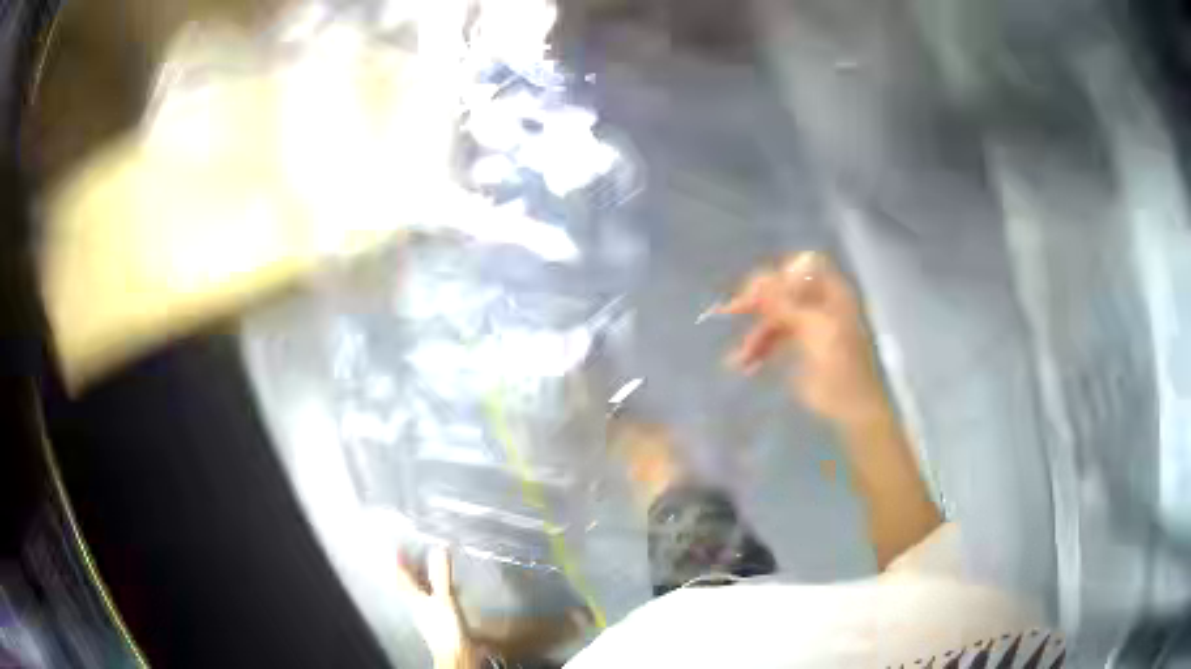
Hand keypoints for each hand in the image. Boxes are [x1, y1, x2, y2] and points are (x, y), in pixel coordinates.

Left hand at [397, 548, 475, 668]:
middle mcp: (418, 604)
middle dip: (411, 570)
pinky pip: (435, 601)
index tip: (399, 549)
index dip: (400, 562)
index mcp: (414, 597)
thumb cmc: (446, 627)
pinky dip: (439, 591)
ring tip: (430, 569)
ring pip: (422, 592)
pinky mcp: (440, 621)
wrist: (456, 653)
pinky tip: (448, 591)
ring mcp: (428, 614)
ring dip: (425, 580)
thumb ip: (442, 574)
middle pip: (410, 584)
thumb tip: (439, 548)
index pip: (402, 576)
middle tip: (413, 556)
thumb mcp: (444, 597)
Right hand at [721, 252, 887, 423]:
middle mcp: (821, 302)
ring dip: (755, 334)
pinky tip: (746, 365)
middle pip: (784, 289)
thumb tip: (758, 278)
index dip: (779, 276)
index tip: (757, 294)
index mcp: (832, 292)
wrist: (852, 409)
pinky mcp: (801, 346)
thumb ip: (786, 303)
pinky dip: (760, 349)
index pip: (801, 267)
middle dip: (757, 302)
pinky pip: (776, 338)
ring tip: (737, 358)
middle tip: (730, 311)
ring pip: (775, 317)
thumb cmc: (841, 368)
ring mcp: (811, 323)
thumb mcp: (814, 331)